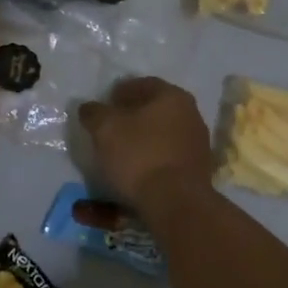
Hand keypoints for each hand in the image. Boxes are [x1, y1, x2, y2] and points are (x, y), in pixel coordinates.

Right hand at [78, 77, 212, 214]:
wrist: (176, 202)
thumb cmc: (139, 156)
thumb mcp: (105, 129)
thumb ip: (94, 113)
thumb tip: (89, 107)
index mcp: (172, 96)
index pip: (142, 85)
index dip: (120, 92)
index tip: (104, 105)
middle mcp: (191, 114)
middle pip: (156, 109)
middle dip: (133, 115)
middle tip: (110, 127)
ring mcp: (198, 143)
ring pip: (163, 133)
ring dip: (143, 138)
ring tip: (121, 151)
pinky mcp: (198, 169)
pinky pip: (169, 156)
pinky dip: (153, 158)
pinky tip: (138, 170)